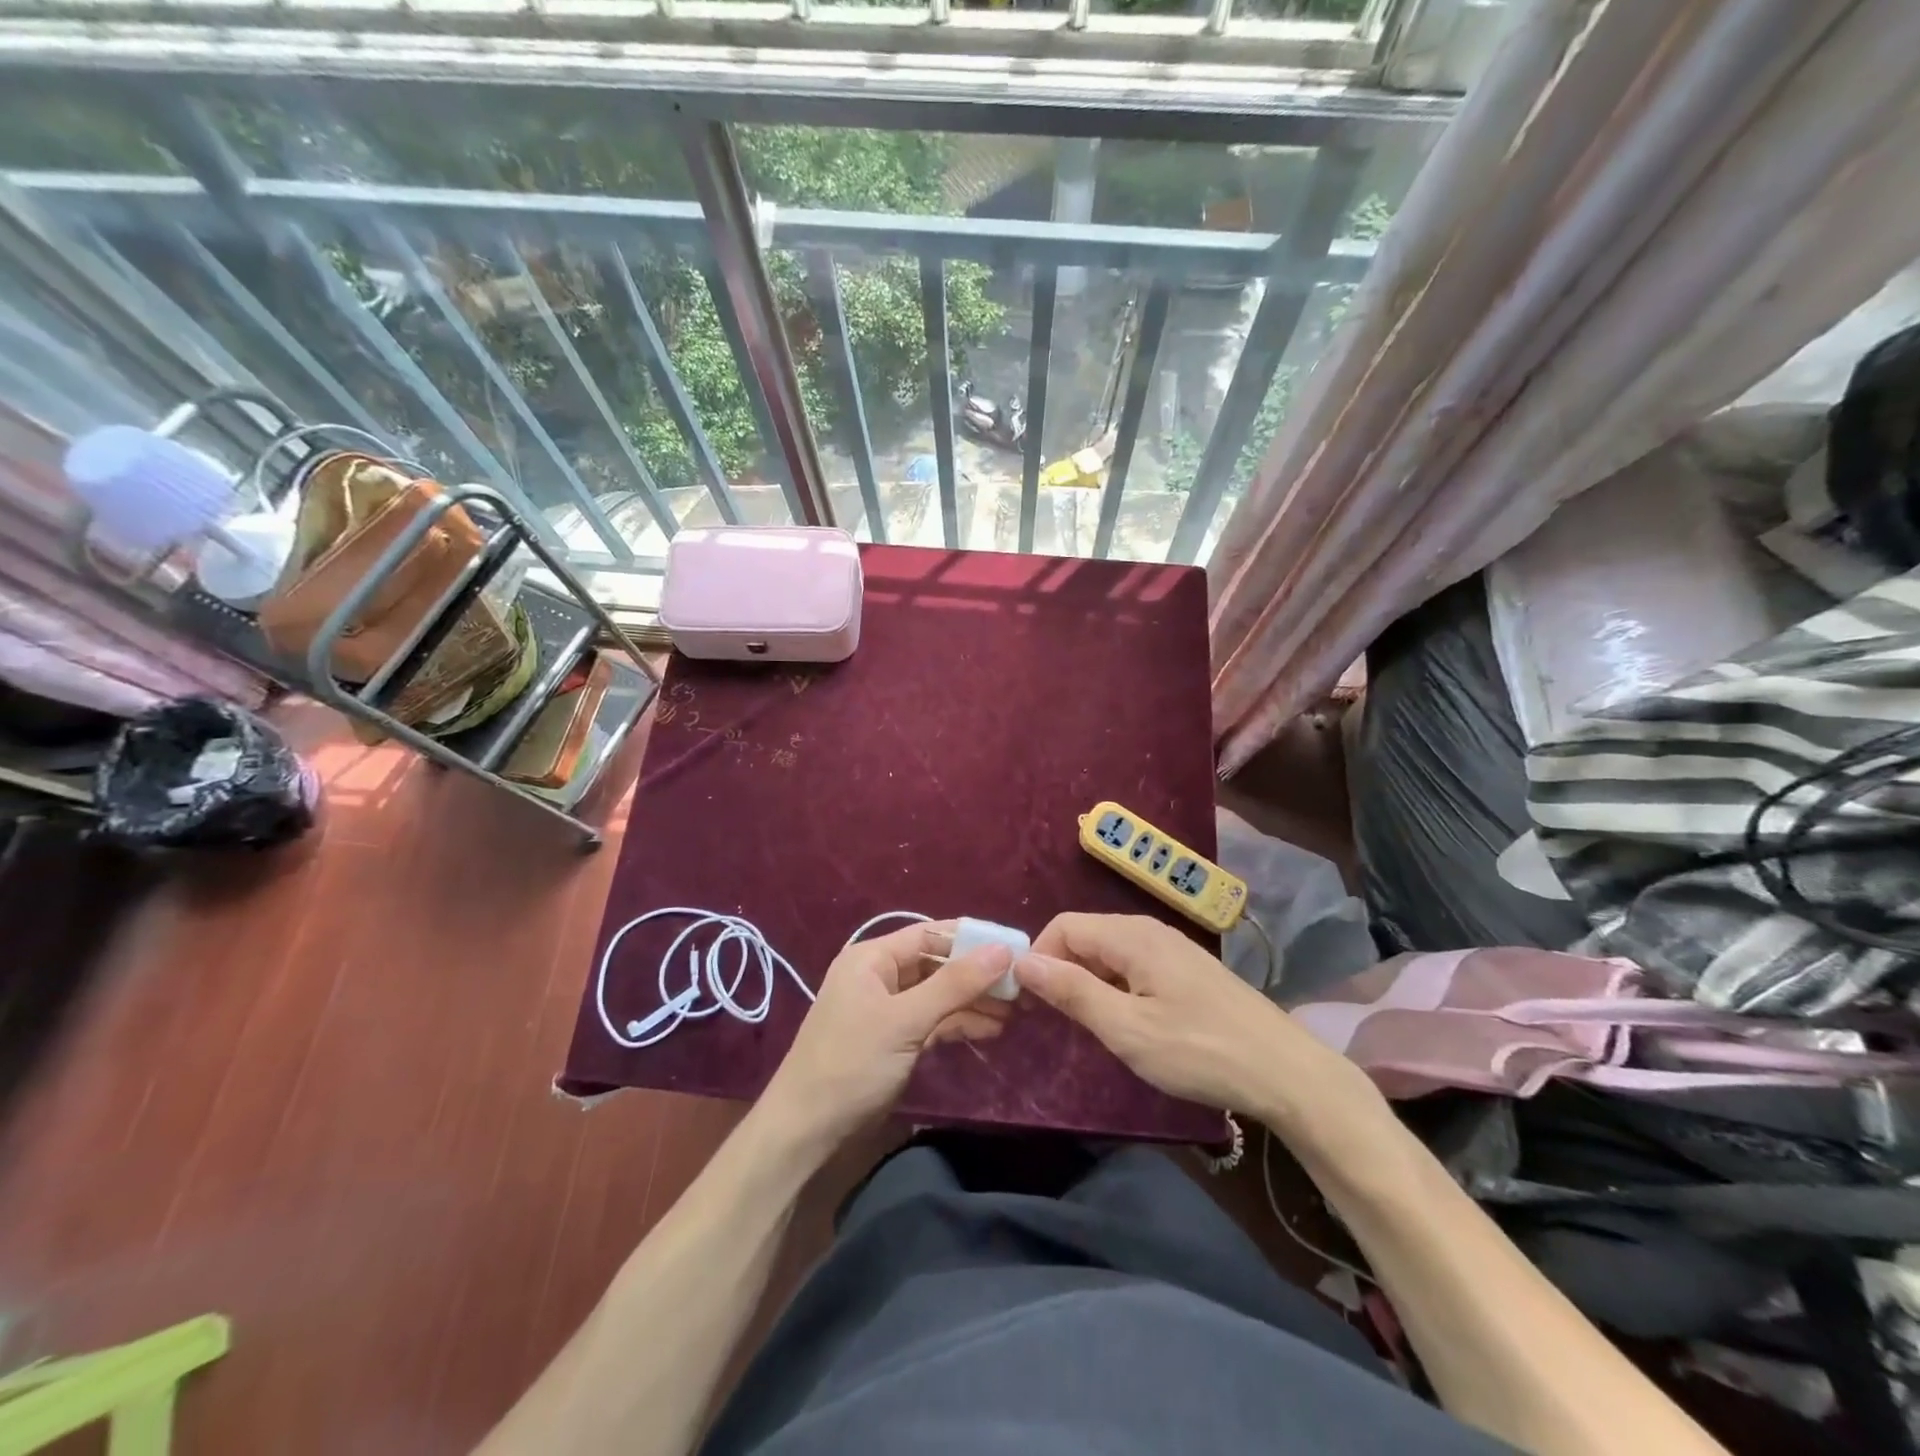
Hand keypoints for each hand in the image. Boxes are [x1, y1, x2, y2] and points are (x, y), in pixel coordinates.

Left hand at [763, 920, 1013, 1152]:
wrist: (805, 1132)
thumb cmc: (852, 1063)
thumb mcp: (906, 1020)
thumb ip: (955, 984)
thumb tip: (1003, 949)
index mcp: (872, 958)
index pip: (930, 934)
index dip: (972, 939)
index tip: (1016, 948)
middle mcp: (879, 976)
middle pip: (937, 964)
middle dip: (977, 974)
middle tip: (1022, 986)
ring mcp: (887, 1009)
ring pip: (938, 995)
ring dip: (973, 1002)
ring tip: (1015, 1011)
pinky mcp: (894, 1040)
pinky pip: (933, 1021)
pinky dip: (959, 1024)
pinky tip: (991, 1030)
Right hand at [1015, 913, 1385, 1138]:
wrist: (1286, 1073)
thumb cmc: (1200, 1051)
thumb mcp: (1127, 1029)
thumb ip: (1073, 992)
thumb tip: (1023, 961)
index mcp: (1131, 936)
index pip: (1063, 926)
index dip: (1039, 958)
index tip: (1029, 1003)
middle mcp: (1149, 930)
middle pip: (1086, 936)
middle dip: (1061, 970)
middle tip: (1054, 1020)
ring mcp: (1172, 948)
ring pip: (1110, 952)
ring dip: (1088, 982)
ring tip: (1089, 1027)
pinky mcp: (1188, 970)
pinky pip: (1134, 965)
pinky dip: (1115, 987)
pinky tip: (1128, 1023)